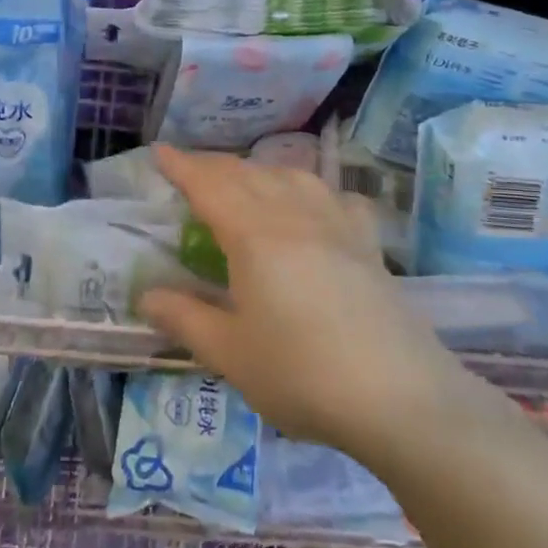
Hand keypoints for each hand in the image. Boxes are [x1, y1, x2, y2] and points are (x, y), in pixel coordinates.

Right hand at [137, 147, 486, 467]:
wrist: (401, 396)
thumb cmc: (302, 374)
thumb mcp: (229, 353)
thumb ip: (185, 318)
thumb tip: (146, 294)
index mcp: (254, 234)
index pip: (209, 184)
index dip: (182, 165)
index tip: (160, 151)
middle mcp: (294, 215)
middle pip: (248, 174)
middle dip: (213, 165)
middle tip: (189, 170)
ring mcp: (337, 225)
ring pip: (291, 177)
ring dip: (258, 171)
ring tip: (244, 181)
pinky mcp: (368, 244)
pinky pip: (335, 197)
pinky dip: (312, 189)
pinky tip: (314, 204)